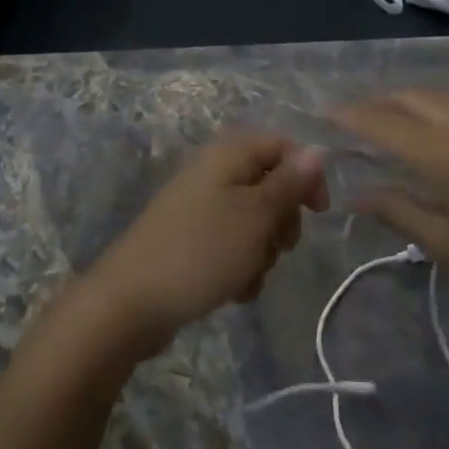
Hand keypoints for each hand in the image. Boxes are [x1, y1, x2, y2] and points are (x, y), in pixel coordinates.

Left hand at [82, 133, 327, 357]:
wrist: (131, 302)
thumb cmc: (201, 251)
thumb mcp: (255, 216)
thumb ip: (289, 183)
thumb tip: (317, 150)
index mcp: (228, 153)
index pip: (283, 146)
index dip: (306, 176)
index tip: (318, 214)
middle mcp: (214, 171)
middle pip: (270, 185)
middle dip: (282, 221)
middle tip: (278, 247)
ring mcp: (200, 205)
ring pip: (254, 220)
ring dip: (262, 251)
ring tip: (248, 274)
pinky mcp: (192, 238)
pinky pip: (231, 244)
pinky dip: (240, 266)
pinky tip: (234, 290)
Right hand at [333, 90, 448, 317]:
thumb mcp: (448, 244)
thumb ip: (399, 212)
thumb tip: (356, 195)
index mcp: (442, 151)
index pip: (383, 122)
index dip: (350, 116)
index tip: (323, 113)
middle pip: (408, 98)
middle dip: (374, 103)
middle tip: (349, 117)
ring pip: (437, 92)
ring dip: (406, 98)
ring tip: (388, 114)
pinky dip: (438, 99)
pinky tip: (439, 115)